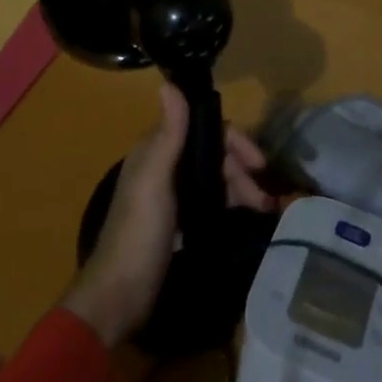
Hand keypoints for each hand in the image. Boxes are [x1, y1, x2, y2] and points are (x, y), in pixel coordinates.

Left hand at [60, 83, 277, 347]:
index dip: (233, 140)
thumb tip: (170, 82)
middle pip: (212, 154)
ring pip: (214, 179)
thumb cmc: (138, 234)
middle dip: (241, 170)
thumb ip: (168, 133)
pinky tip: (245, 218)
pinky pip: (211, 202)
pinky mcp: (178, 224)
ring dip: (240, 188)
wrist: (118, 299)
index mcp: (156, 151)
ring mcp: (171, 197)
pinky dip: (230, 205)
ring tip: (263, 211)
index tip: (259, 162)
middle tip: (264, 197)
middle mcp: (164, 167)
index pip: (203, 128)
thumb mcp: (154, 180)